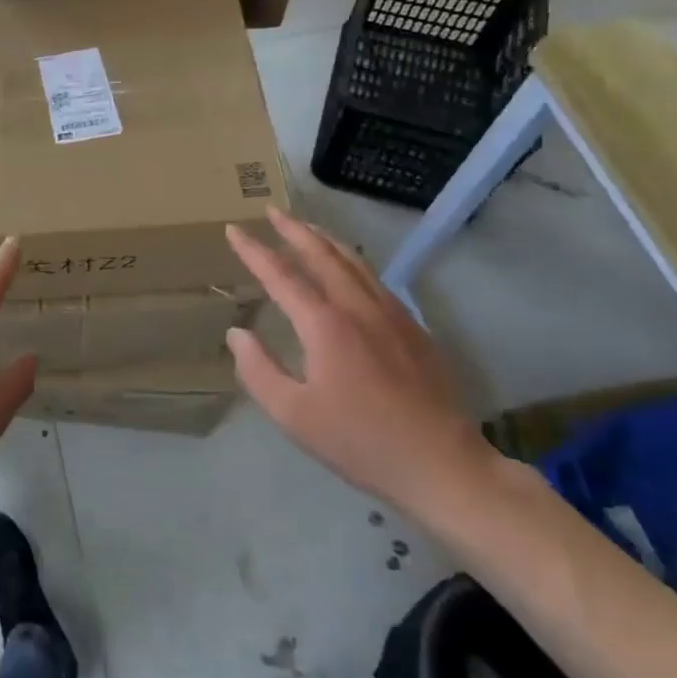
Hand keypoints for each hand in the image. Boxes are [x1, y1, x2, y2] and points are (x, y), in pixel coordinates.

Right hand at [224, 209, 492, 514]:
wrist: (442, 465)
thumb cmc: (360, 442)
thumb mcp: (293, 415)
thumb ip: (258, 371)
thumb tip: (238, 333)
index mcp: (325, 325)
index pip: (281, 275)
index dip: (254, 251)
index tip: (234, 230)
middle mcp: (359, 308)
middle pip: (322, 255)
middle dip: (294, 230)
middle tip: (272, 211)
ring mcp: (393, 315)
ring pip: (354, 262)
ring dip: (325, 240)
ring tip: (307, 228)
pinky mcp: (415, 329)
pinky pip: (377, 281)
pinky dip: (353, 262)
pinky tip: (351, 270)